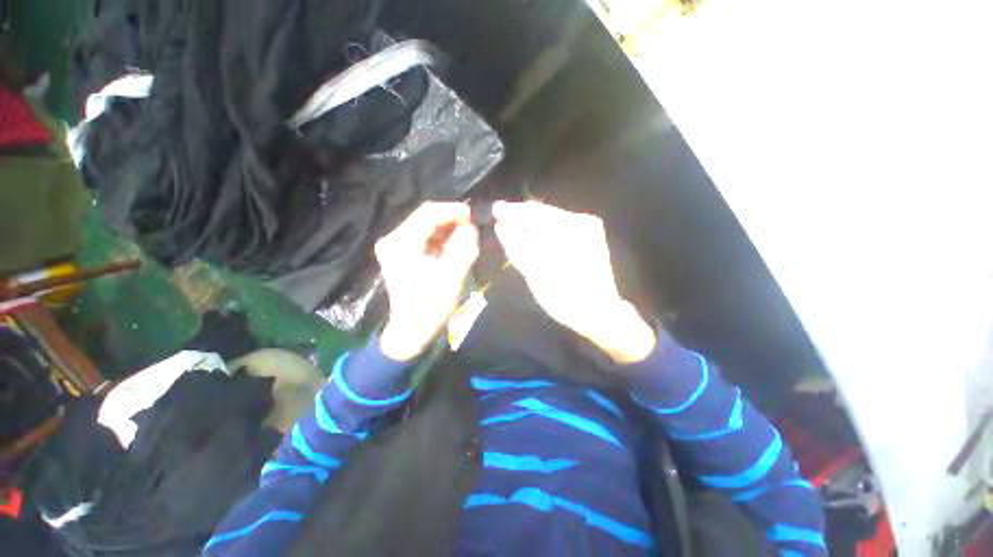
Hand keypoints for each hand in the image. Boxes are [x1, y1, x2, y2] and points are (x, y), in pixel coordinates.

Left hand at [375, 202, 478, 360]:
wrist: (411, 332)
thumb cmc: (430, 306)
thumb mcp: (451, 276)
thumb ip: (463, 248)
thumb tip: (470, 228)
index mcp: (401, 242)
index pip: (428, 213)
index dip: (452, 210)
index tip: (473, 215)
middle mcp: (394, 240)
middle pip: (426, 219)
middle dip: (452, 222)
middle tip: (473, 230)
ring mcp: (397, 248)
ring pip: (427, 229)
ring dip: (448, 232)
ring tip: (466, 240)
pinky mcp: (403, 256)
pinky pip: (426, 240)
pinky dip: (442, 242)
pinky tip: (454, 250)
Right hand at [493, 201, 654, 362]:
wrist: (598, 311)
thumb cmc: (564, 297)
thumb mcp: (535, 273)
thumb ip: (517, 246)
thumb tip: (502, 226)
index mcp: (568, 230)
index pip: (533, 213)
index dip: (511, 211)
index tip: (495, 210)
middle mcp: (580, 222)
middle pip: (543, 212)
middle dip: (521, 215)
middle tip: (501, 216)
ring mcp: (588, 228)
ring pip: (551, 218)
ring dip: (532, 222)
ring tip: (513, 225)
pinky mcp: (591, 236)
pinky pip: (561, 226)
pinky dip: (544, 230)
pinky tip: (533, 235)